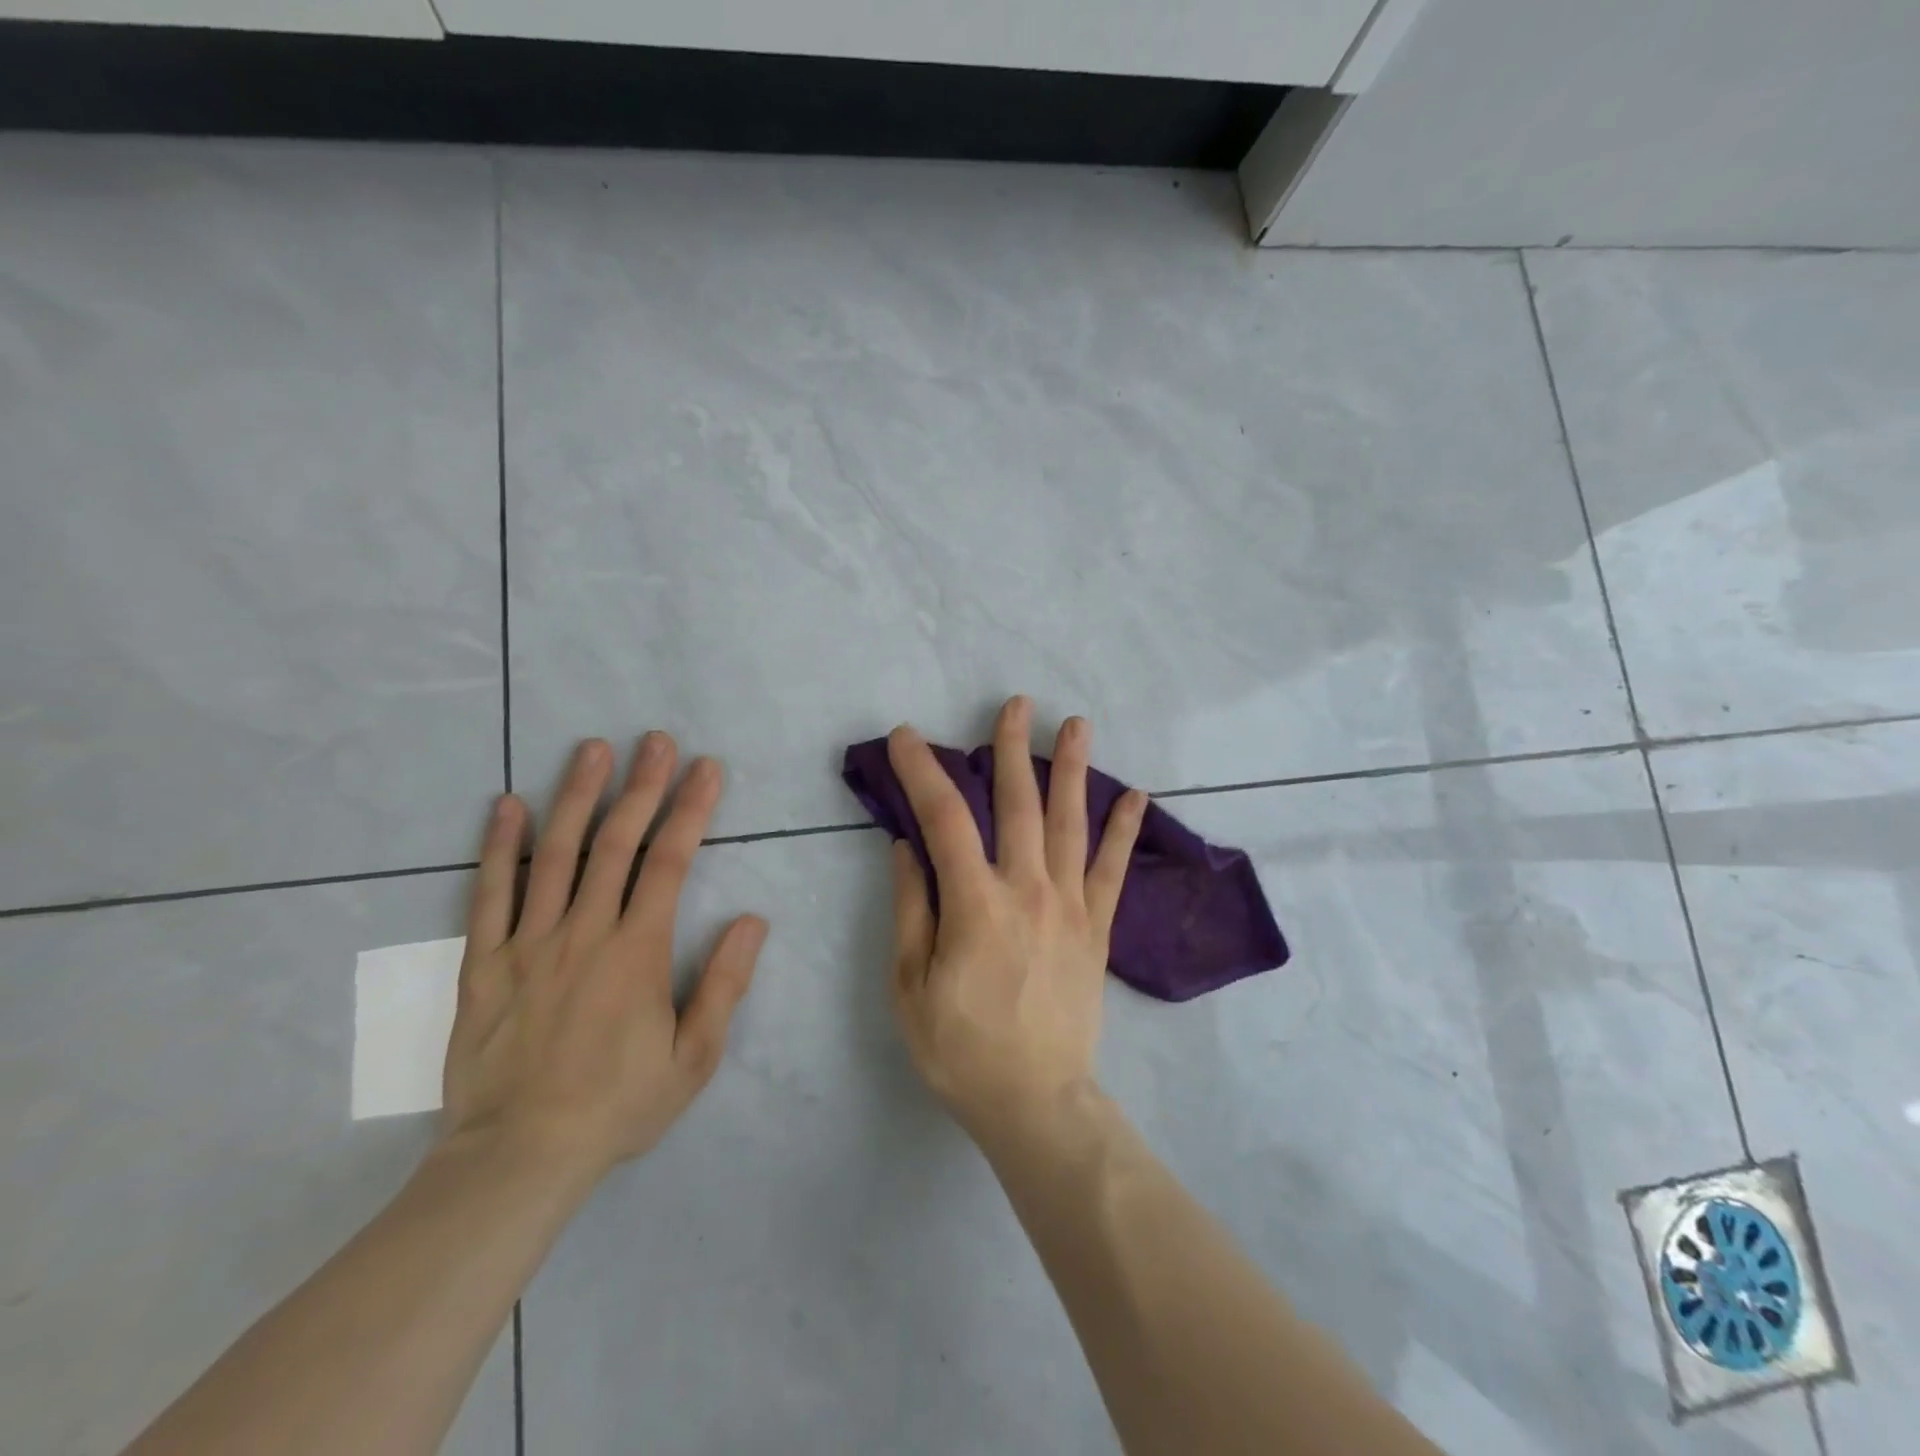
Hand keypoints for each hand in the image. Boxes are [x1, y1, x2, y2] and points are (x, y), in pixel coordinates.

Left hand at [440, 735, 767, 1182]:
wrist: (517, 1159)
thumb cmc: (618, 1105)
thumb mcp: (694, 1058)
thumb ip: (723, 984)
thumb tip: (753, 920)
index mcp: (637, 951)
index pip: (671, 862)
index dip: (691, 809)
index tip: (706, 768)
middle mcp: (584, 932)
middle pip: (616, 843)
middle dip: (641, 786)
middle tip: (655, 740)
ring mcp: (528, 943)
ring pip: (555, 854)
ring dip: (576, 796)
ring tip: (592, 749)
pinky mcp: (483, 964)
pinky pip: (489, 895)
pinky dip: (499, 847)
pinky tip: (508, 806)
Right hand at [887, 697, 1147, 1145]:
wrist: (1035, 1102)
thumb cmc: (961, 1049)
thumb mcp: (910, 986)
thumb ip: (911, 909)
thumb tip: (907, 848)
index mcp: (975, 903)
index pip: (944, 819)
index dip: (922, 771)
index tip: (905, 738)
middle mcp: (1027, 890)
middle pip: (1019, 804)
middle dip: (1012, 749)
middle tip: (1015, 704)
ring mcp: (1070, 906)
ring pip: (1071, 824)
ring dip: (1072, 770)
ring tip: (1077, 725)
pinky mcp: (1096, 929)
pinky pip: (1112, 871)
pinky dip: (1123, 831)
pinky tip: (1135, 797)